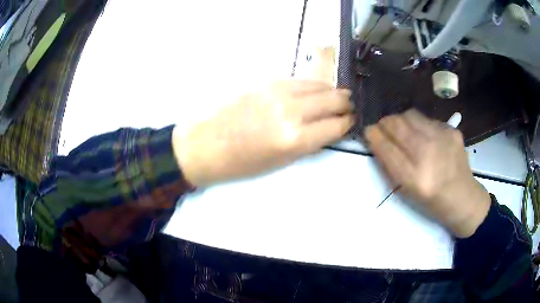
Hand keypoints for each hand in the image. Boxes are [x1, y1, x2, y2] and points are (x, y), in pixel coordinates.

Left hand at [173, 80, 353, 186]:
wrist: (206, 144)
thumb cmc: (242, 163)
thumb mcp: (282, 162)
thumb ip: (310, 142)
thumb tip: (331, 128)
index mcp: (294, 139)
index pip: (336, 125)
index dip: (348, 123)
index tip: (352, 122)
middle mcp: (291, 110)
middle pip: (333, 98)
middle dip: (346, 103)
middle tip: (349, 107)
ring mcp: (278, 91)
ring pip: (319, 84)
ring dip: (332, 91)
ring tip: (337, 97)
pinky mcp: (267, 81)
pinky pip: (300, 80)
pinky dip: (313, 85)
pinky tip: (314, 91)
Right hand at [365, 109, 490, 237]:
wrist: (464, 198)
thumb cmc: (433, 203)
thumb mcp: (407, 193)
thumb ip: (391, 167)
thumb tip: (376, 141)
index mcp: (416, 179)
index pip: (387, 148)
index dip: (373, 136)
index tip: (367, 131)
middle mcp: (429, 154)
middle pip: (397, 125)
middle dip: (384, 123)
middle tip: (382, 127)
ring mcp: (442, 138)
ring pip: (410, 115)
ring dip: (400, 120)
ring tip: (401, 129)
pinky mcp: (451, 130)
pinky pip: (426, 119)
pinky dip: (418, 124)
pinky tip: (423, 135)